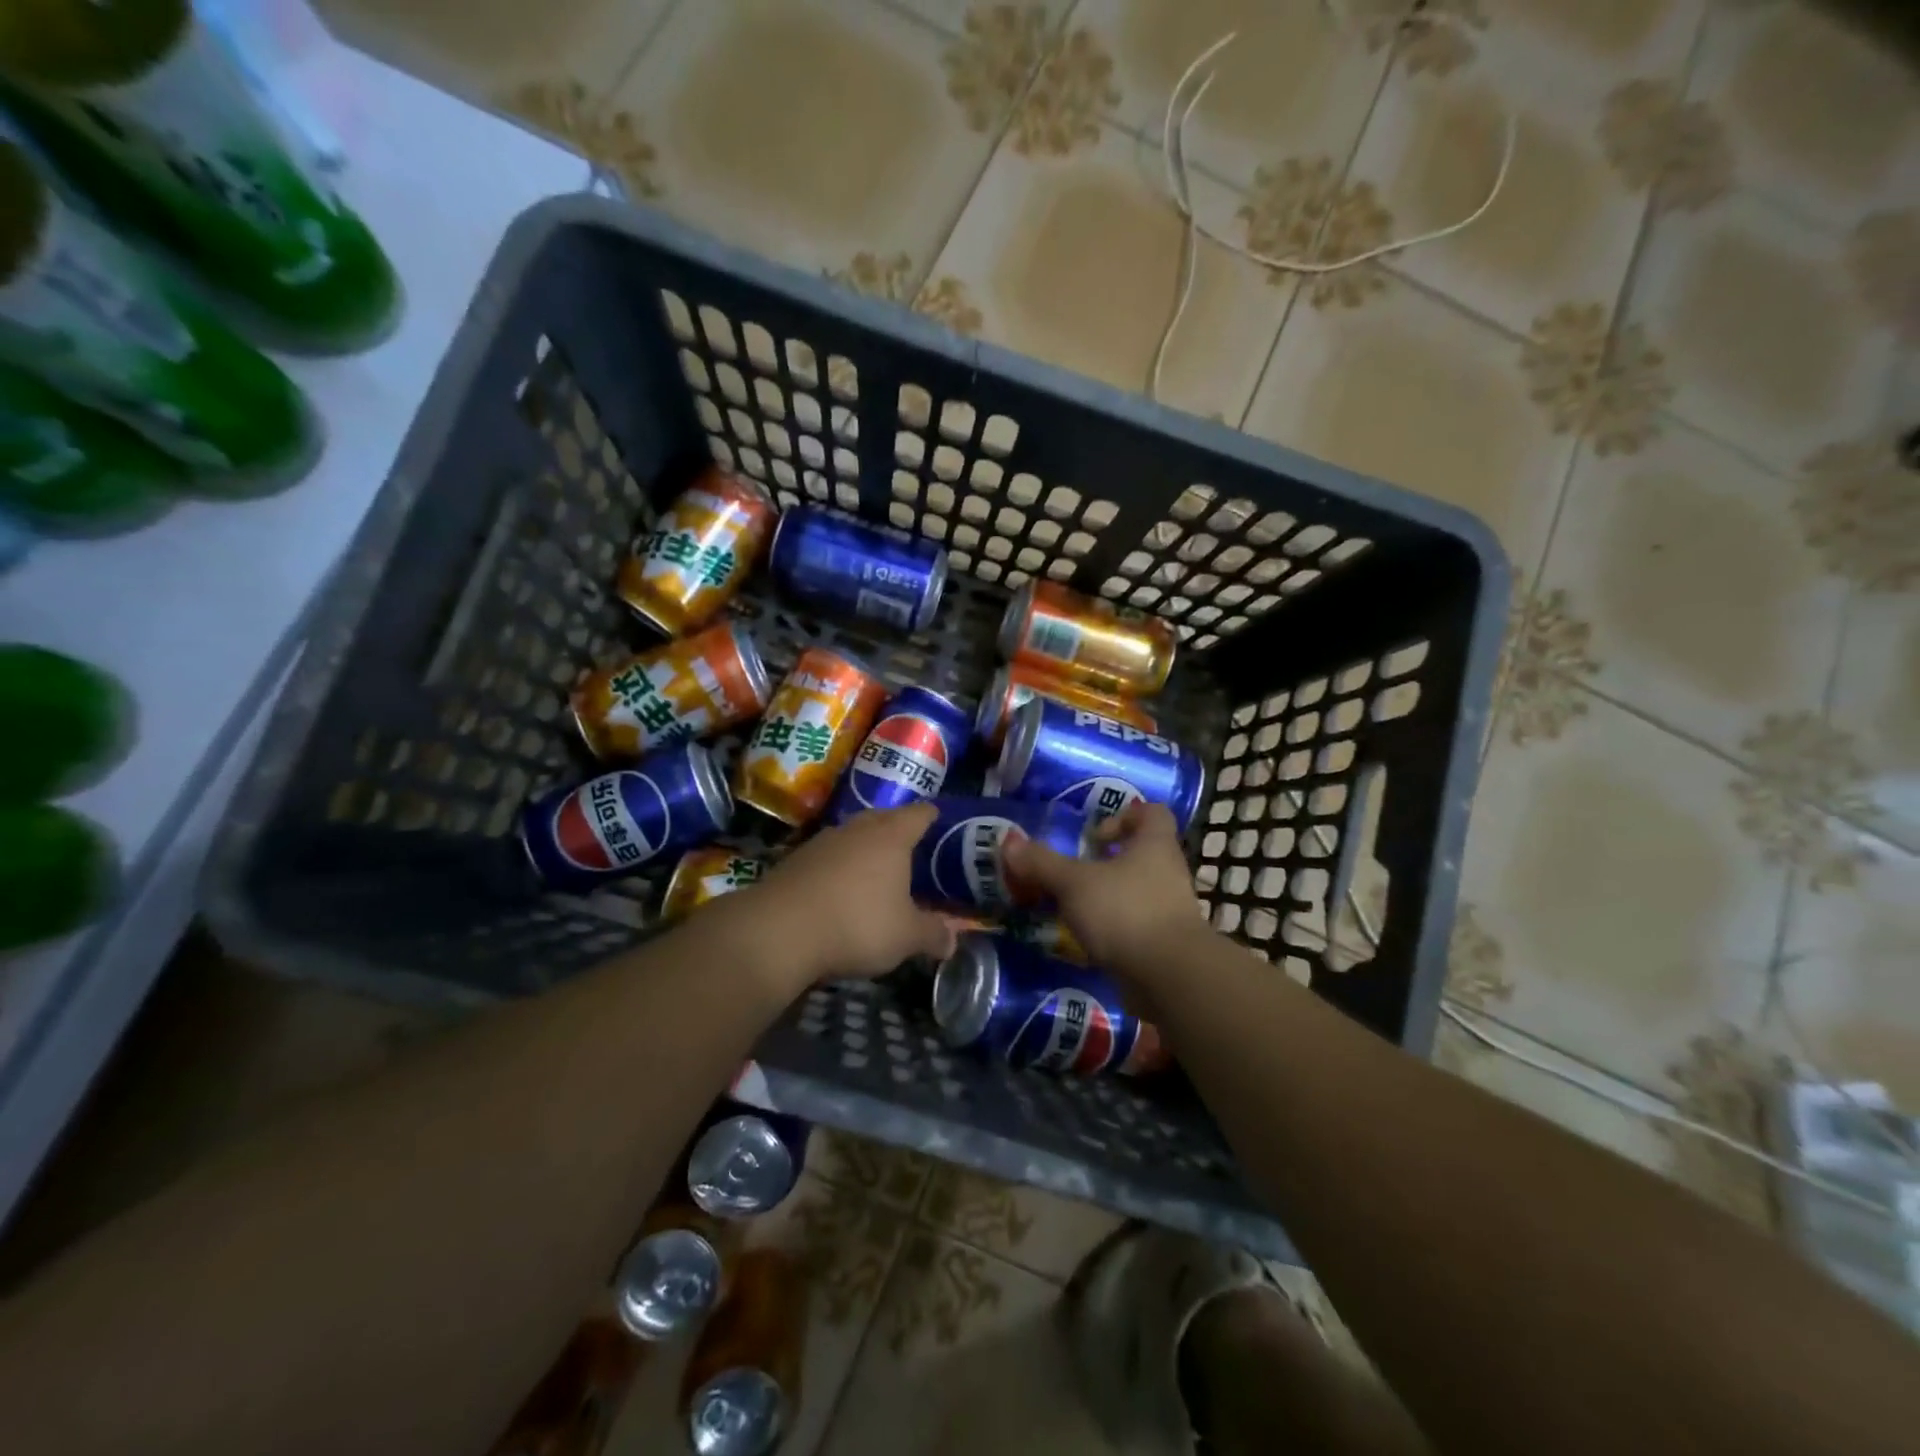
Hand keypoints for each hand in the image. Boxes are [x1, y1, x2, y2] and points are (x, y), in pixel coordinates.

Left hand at [735, 802, 954, 991]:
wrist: (778, 931)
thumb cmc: (856, 924)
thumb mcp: (905, 937)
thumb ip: (933, 934)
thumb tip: (953, 940)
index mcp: (891, 836)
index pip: (920, 814)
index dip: (933, 817)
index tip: (942, 823)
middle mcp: (857, 829)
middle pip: (884, 818)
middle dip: (898, 831)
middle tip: (913, 850)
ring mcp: (822, 841)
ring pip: (853, 836)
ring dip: (865, 849)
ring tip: (877, 871)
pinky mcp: (795, 860)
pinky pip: (828, 856)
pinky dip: (839, 867)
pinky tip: (841, 890)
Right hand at [1001, 802, 1207, 987]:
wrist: (1171, 977)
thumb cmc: (1126, 911)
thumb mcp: (1074, 883)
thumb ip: (1042, 863)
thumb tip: (1009, 841)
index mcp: (1155, 844)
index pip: (1152, 813)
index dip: (1124, 816)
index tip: (1092, 836)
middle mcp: (1168, 872)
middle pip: (1140, 853)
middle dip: (1105, 861)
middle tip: (1071, 872)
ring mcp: (1169, 910)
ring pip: (1135, 891)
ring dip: (1105, 896)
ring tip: (1071, 907)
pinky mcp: (1164, 943)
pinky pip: (1134, 924)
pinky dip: (1111, 928)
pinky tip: (1085, 938)